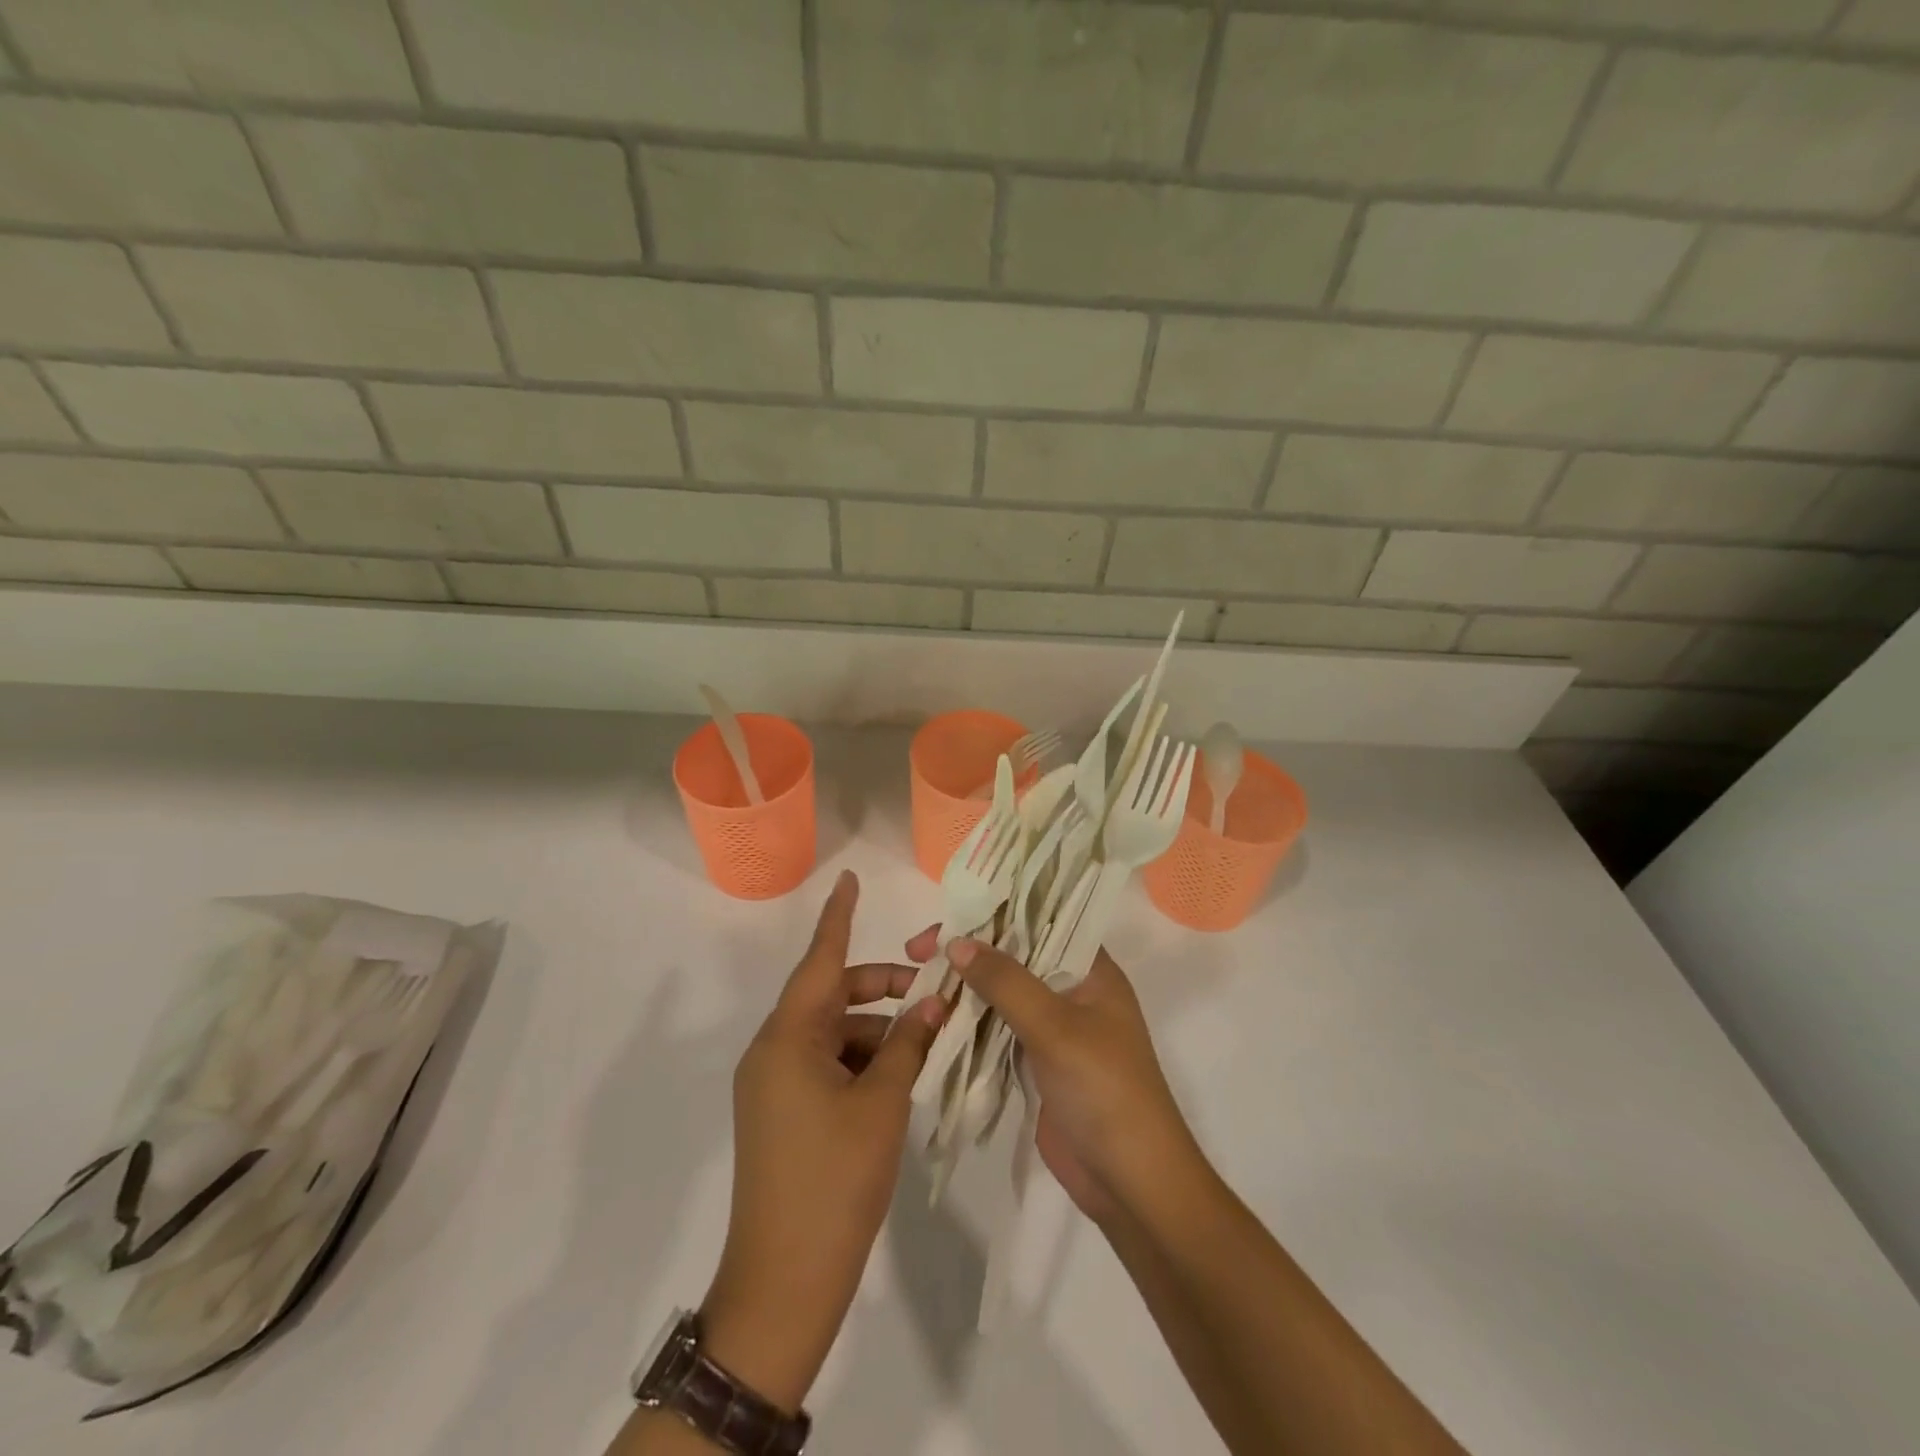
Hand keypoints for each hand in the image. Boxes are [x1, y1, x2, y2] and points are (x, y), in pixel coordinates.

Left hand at [701, 872, 945, 1411]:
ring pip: (833, 1034)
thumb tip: (935, 1001)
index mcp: (788, 1039)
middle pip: (831, 997)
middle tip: (932, 993)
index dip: (839, 918)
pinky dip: (862, 1062)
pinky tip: (898, 1080)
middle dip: (882, 989)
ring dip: (878, 1032)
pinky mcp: (781, 1114)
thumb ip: (909, 1043)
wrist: (784, 1286)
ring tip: (926, 1046)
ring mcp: (774, 1085)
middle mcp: (773, 1052)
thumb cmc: (835, 1180)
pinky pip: (826, 1065)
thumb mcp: (882, 1104)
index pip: (820, 961)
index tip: (851, 880)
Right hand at [904, 929, 1201, 1226]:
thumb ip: (1006, 982)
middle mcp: (1073, 990)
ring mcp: (1055, 1028)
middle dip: (969, 952)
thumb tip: (957, 942)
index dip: (994, 913)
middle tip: (917, 953)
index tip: (947, 917)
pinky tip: (934, 1019)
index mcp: (1092, 970)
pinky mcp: (1037, 1062)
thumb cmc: (1104, 1090)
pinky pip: (997, 1030)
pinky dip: (969, 1023)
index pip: (1040, 921)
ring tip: (916, 982)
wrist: (1131, 1183)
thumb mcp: (1056, 1027)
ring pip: (1002, 994)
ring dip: (964, 988)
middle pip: (1014, 957)